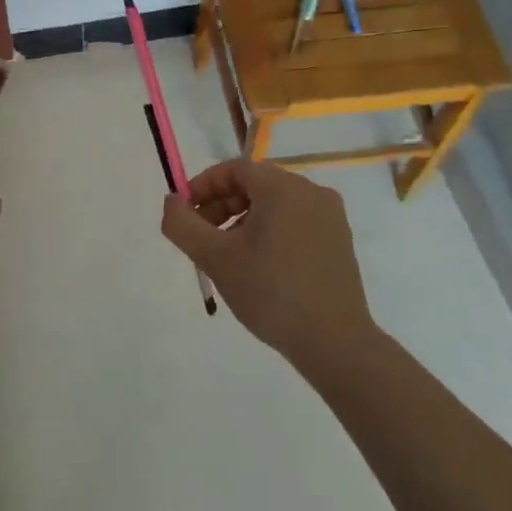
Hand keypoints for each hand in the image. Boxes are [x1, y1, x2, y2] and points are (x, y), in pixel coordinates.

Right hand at [160, 158, 373, 374]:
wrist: (334, 341)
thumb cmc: (270, 292)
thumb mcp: (215, 258)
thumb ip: (183, 224)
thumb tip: (172, 201)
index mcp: (283, 187)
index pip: (234, 169)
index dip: (204, 185)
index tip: (185, 212)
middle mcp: (311, 191)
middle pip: (255, 184)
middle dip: (221, 204)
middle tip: (201, 236)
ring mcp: (330, 216)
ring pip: (275, 204)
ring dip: (243, 219)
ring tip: (227, 254)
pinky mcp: (339, 240)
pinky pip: (295, 220)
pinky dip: (270, 231)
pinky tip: (258, 265)